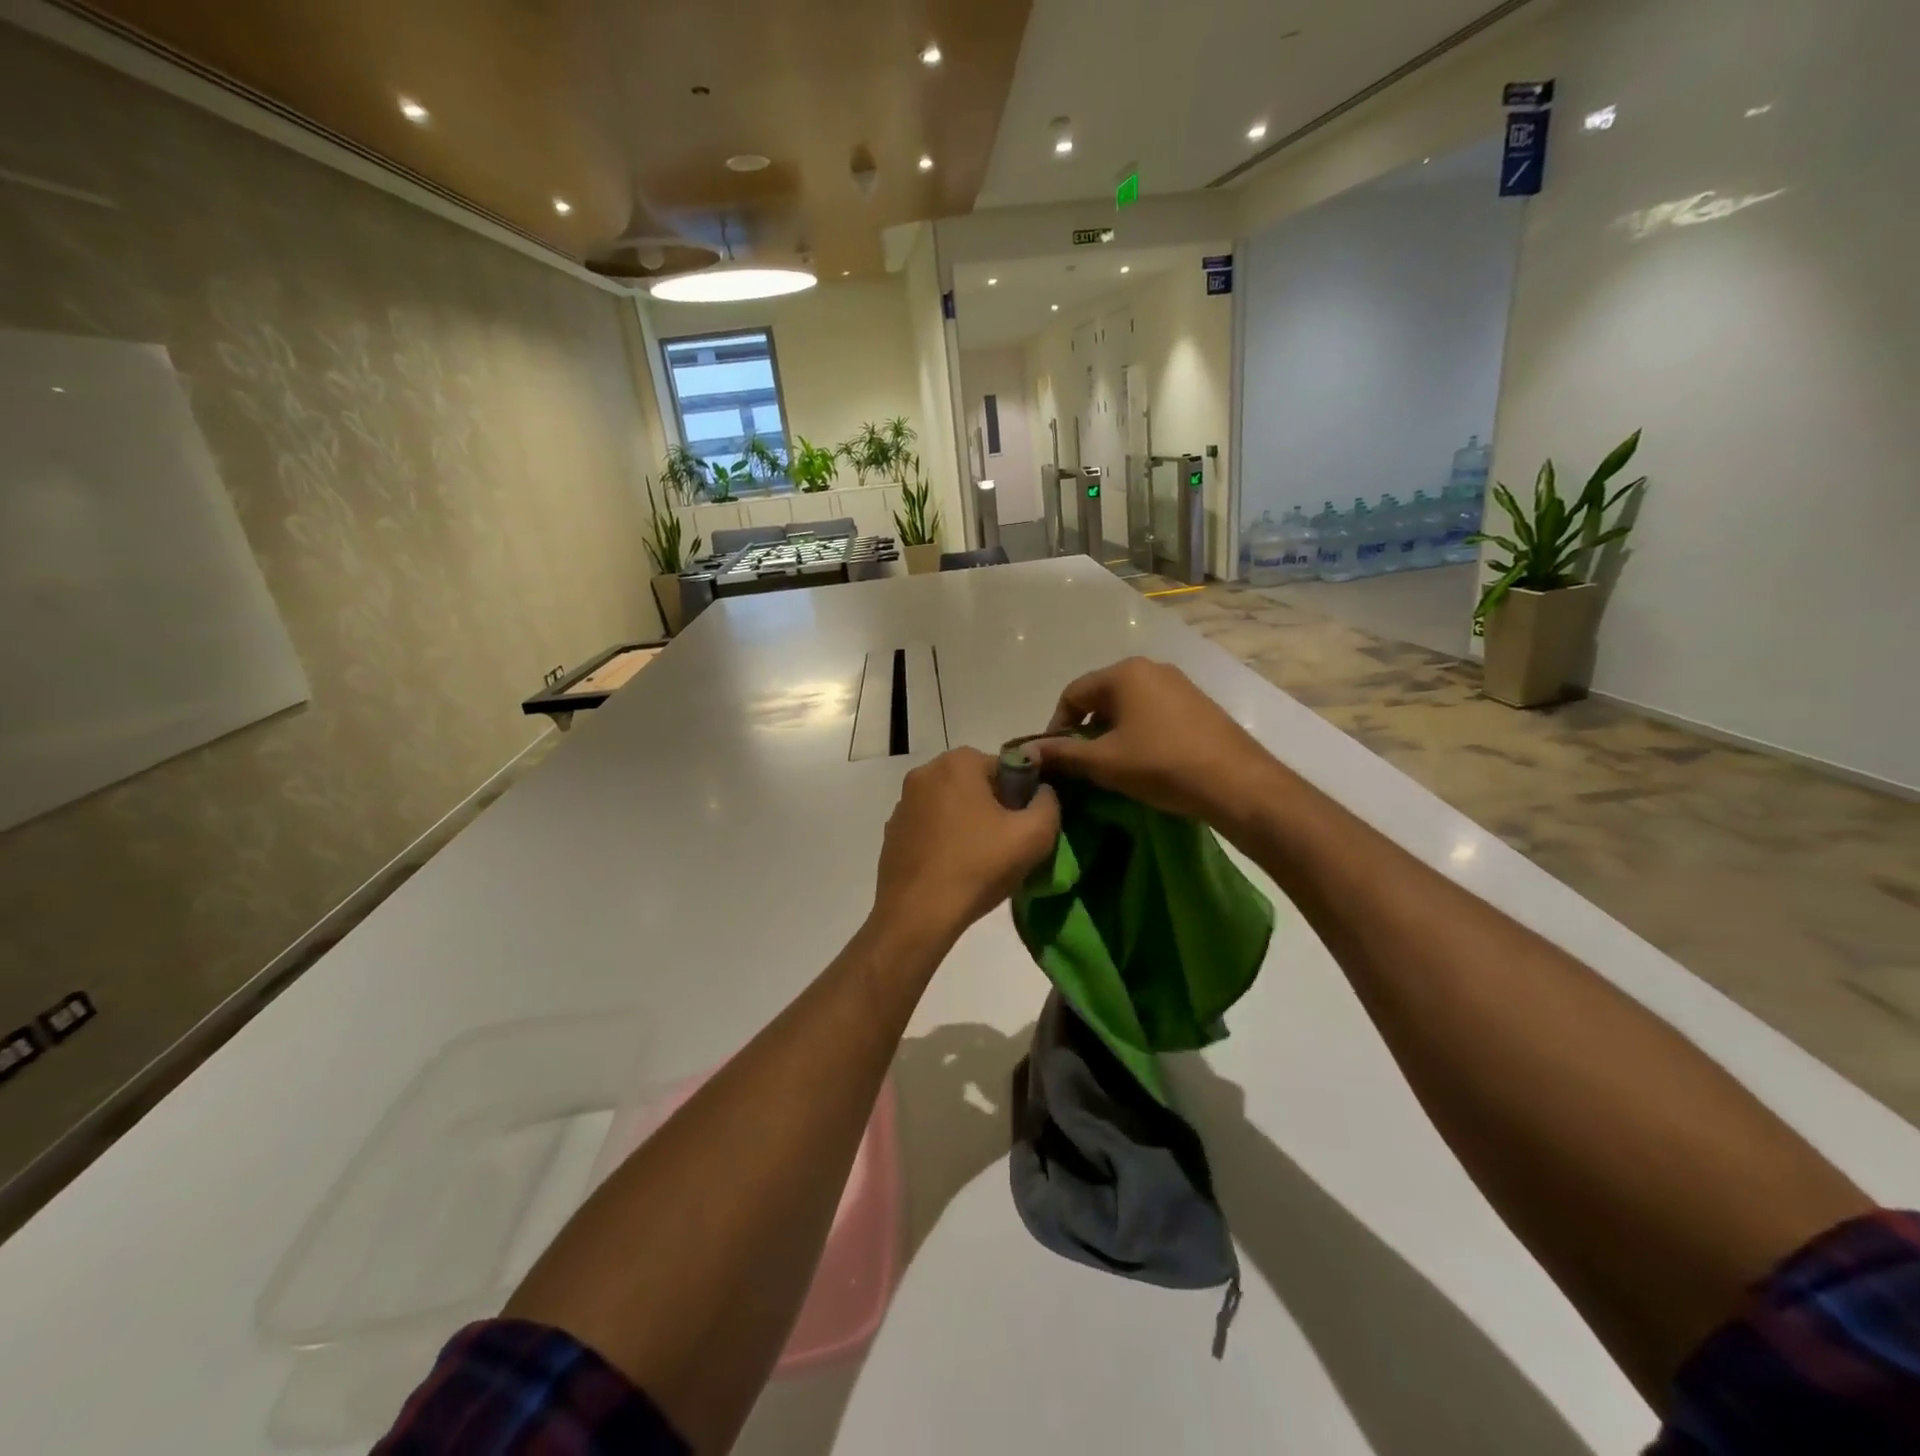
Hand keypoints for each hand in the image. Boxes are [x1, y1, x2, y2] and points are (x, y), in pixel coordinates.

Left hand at [870, 748, 1060, 954]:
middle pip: (976, 784)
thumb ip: (1049, 803)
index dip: (1022, 797)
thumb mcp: (1034, 835)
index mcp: (958, 762)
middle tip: (1006, 845)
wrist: (917, 914)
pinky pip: (930, 826)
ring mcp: (903, 803)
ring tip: (979, 860)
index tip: (1023, 827)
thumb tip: (1043, 792)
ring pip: (951, 805)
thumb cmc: (977, 867)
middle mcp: (925, 772)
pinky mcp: (892, 831)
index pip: (1006, 768)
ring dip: (967, 823)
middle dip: (994, 808)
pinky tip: (952, 868)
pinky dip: (944, 839)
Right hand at [1026, 658, 1281, 824]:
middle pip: (1101, 697)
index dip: (1056, 727)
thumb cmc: (1161, 765)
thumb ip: (1062, 754)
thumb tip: (1025, 753)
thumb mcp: (1104, 762)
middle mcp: (1150, 668)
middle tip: (1083, 765)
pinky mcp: (1197, 703)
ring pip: (1128, 706)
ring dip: (1112, 734)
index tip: (1056, 759)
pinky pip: (1153, 712)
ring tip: (1113, 767)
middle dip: (1086, 731)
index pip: (1072, 695)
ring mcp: (1178, 684)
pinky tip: (1145, 762)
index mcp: (1124, 673)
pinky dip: (1139, 733)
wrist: (1236, 782)